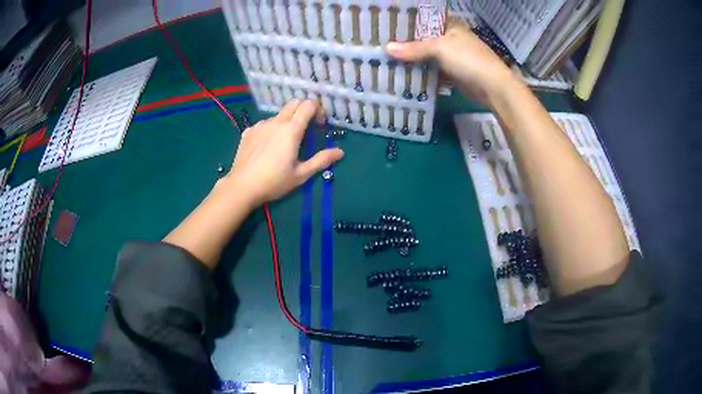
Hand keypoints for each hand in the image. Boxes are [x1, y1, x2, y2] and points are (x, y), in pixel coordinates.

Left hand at [224, 99, 343, 206]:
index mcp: (291, 130)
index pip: (308, 105)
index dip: (318, 110)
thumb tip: (341, 152)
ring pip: (279, 114)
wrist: (242, 187)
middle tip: (307, 128)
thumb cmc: (274, 182)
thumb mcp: (301, 174)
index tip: (319, 125)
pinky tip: (268, 147)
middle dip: (304, 110)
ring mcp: (260, 125)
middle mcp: (276, 122)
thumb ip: (321, 160)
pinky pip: (265, 124)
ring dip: (287, 121)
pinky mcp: (249, 131)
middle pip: (294, 103)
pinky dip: (272, 129)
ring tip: (285, 142)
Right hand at [385, 22, 518, 105]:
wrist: (493, 88)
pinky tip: (404, 75)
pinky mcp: (452, 72)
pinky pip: (432, 70)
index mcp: (450, 24)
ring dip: (412, 59)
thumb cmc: (468, 59)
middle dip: (406, 42)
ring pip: (427, 55)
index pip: (424, 17)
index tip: (387, 24)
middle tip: (383, 43)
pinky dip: (421, 73)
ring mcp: (452, 55)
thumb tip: (386, 49)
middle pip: (423, 37)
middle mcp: (450, 37)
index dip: (407, 20)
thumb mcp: (439, 48)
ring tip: (388, 59)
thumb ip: (413, 48)